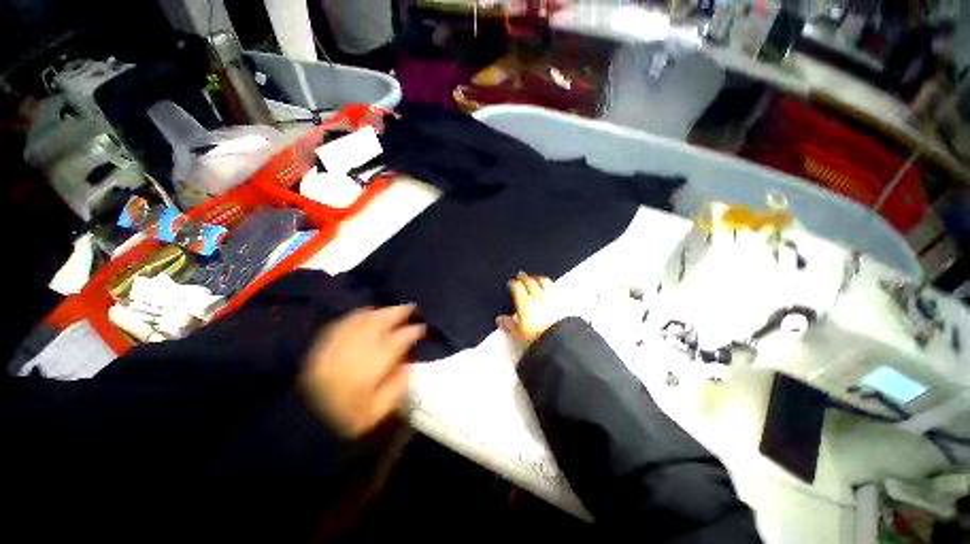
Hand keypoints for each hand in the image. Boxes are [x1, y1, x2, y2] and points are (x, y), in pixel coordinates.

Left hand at [299, 305, 424, 436]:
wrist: (301, 419)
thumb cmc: (344, 417)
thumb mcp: (377, 412)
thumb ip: (398, 388)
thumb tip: (410, 367)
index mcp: (377, 360)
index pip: (403, 337)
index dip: (415, 330)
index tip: (422, 329)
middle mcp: (362, 344)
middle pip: (385, 318)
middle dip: (401, 311)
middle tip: (412, 308)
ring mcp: (342, 339)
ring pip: (368, 315)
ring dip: (383, 310)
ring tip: (392, 311)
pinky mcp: (326, 341)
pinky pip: (348, 319)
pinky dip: (361, 314)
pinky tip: (367, 315)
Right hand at [496, 272, 564, 345]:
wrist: (559, 339)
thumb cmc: (539, 336)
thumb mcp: (517, 333)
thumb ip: (508, 324)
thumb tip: (501, 320)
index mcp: (524, 302)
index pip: (517, 287)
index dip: (513, 283)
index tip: (512, 283)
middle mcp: (538, 296)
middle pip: (530, 281)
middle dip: (524, 278)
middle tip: (522, 276)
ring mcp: (551, 297)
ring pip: (544, 282)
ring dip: (538, 278)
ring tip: (537, 278)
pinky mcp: (563, 301)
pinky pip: (555, 289)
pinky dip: (551, 286)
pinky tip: (552, 288)